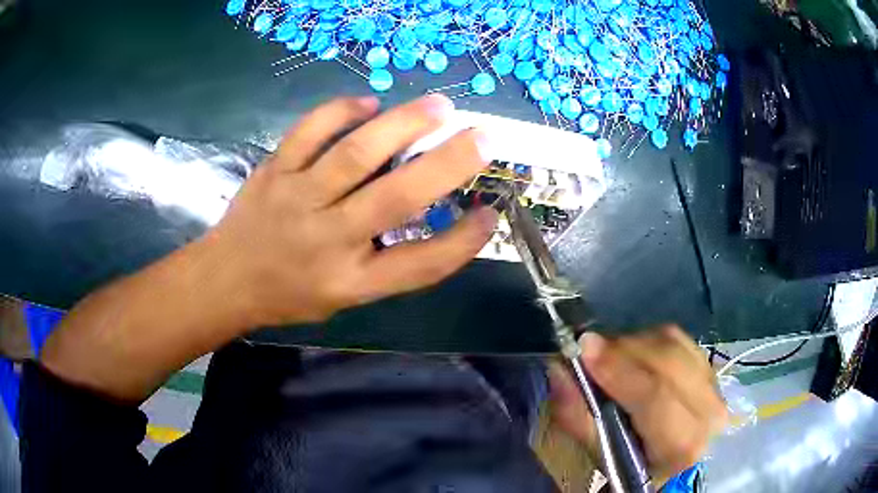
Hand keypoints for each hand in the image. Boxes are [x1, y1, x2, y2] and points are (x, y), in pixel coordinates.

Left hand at [204, 94, 497, 327]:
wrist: (226, 280)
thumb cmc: (289, 294)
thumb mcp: (344, 298)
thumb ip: (385, 264)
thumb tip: (427, 213)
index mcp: (351, 282)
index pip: (420, 265)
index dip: (462, 241)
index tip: (489, 213)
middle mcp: (328, 240)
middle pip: (395, 199)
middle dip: (446, 165)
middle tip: (482, 137)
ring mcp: (298, 199)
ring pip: (354, 155)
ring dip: (402, 125)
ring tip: (438, 107)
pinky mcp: (275, 171)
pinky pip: (309, 132)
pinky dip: (340, 111)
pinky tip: (368, 103)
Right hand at [548, 325, 726, 482]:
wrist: (679, 466)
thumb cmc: (637, 469)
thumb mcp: (604, 457)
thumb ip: (580, 417)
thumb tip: (560, 371)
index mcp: (682, 444)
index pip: (655, 396)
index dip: (619, 369)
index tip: (584, 348)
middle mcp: (708, 411)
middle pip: (667, 360)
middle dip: (624, 348)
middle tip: (589, 347)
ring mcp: (714, 386)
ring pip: (674, 344)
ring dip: (636, 342)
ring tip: (609, 354)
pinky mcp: (711, 370)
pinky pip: (680, 340)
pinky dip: (651, 340)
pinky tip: (635, 354)